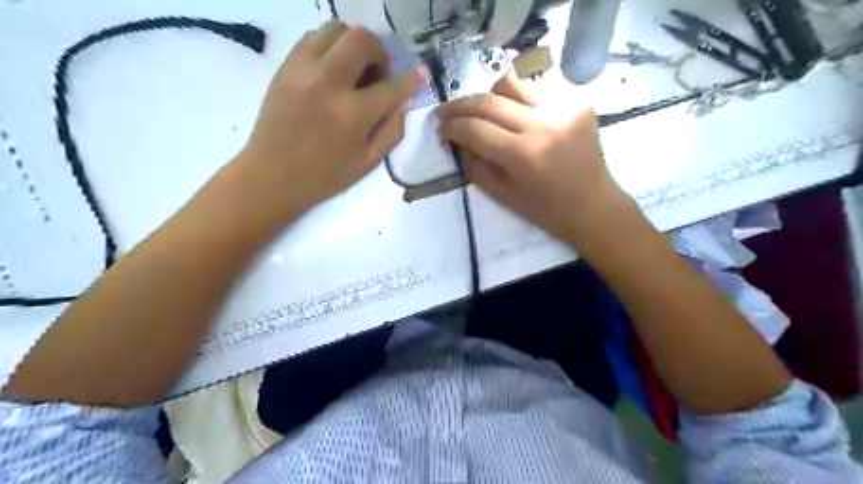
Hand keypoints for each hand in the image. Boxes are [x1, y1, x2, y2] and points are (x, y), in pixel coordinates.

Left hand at [235, 21, 423, 219]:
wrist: (271, 176)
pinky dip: (331, 46)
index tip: (422, 73)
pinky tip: (333, 70)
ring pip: (336, 29)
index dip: (412, 79)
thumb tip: (402, 103)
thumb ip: (391, 130)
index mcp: (352, 115)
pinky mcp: (285, 67)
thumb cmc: (324, 177)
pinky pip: (313, 38)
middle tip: (379, 74)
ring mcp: (302, 70)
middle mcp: (328, 83)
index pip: (392, 86)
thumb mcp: (368, 162)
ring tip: (355, 69)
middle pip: (362, 40)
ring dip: (354, 44)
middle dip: (381, 52)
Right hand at [440, 72, 632, 248]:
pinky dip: (516, 101)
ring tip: (479, 111)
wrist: (593, 206)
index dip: (452, 127)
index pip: (475, 128)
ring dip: (488, 96)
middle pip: (489, 101)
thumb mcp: (502, 195)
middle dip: (460, 106)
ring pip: (511, 84)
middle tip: (445, 113)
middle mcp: (543, 124)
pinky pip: (535, 91)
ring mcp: (563, 108)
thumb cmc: (546, 210)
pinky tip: (513, 115)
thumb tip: (456, 140)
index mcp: (524, 155)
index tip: (441, 130)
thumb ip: (474, 165)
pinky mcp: (577, 102)